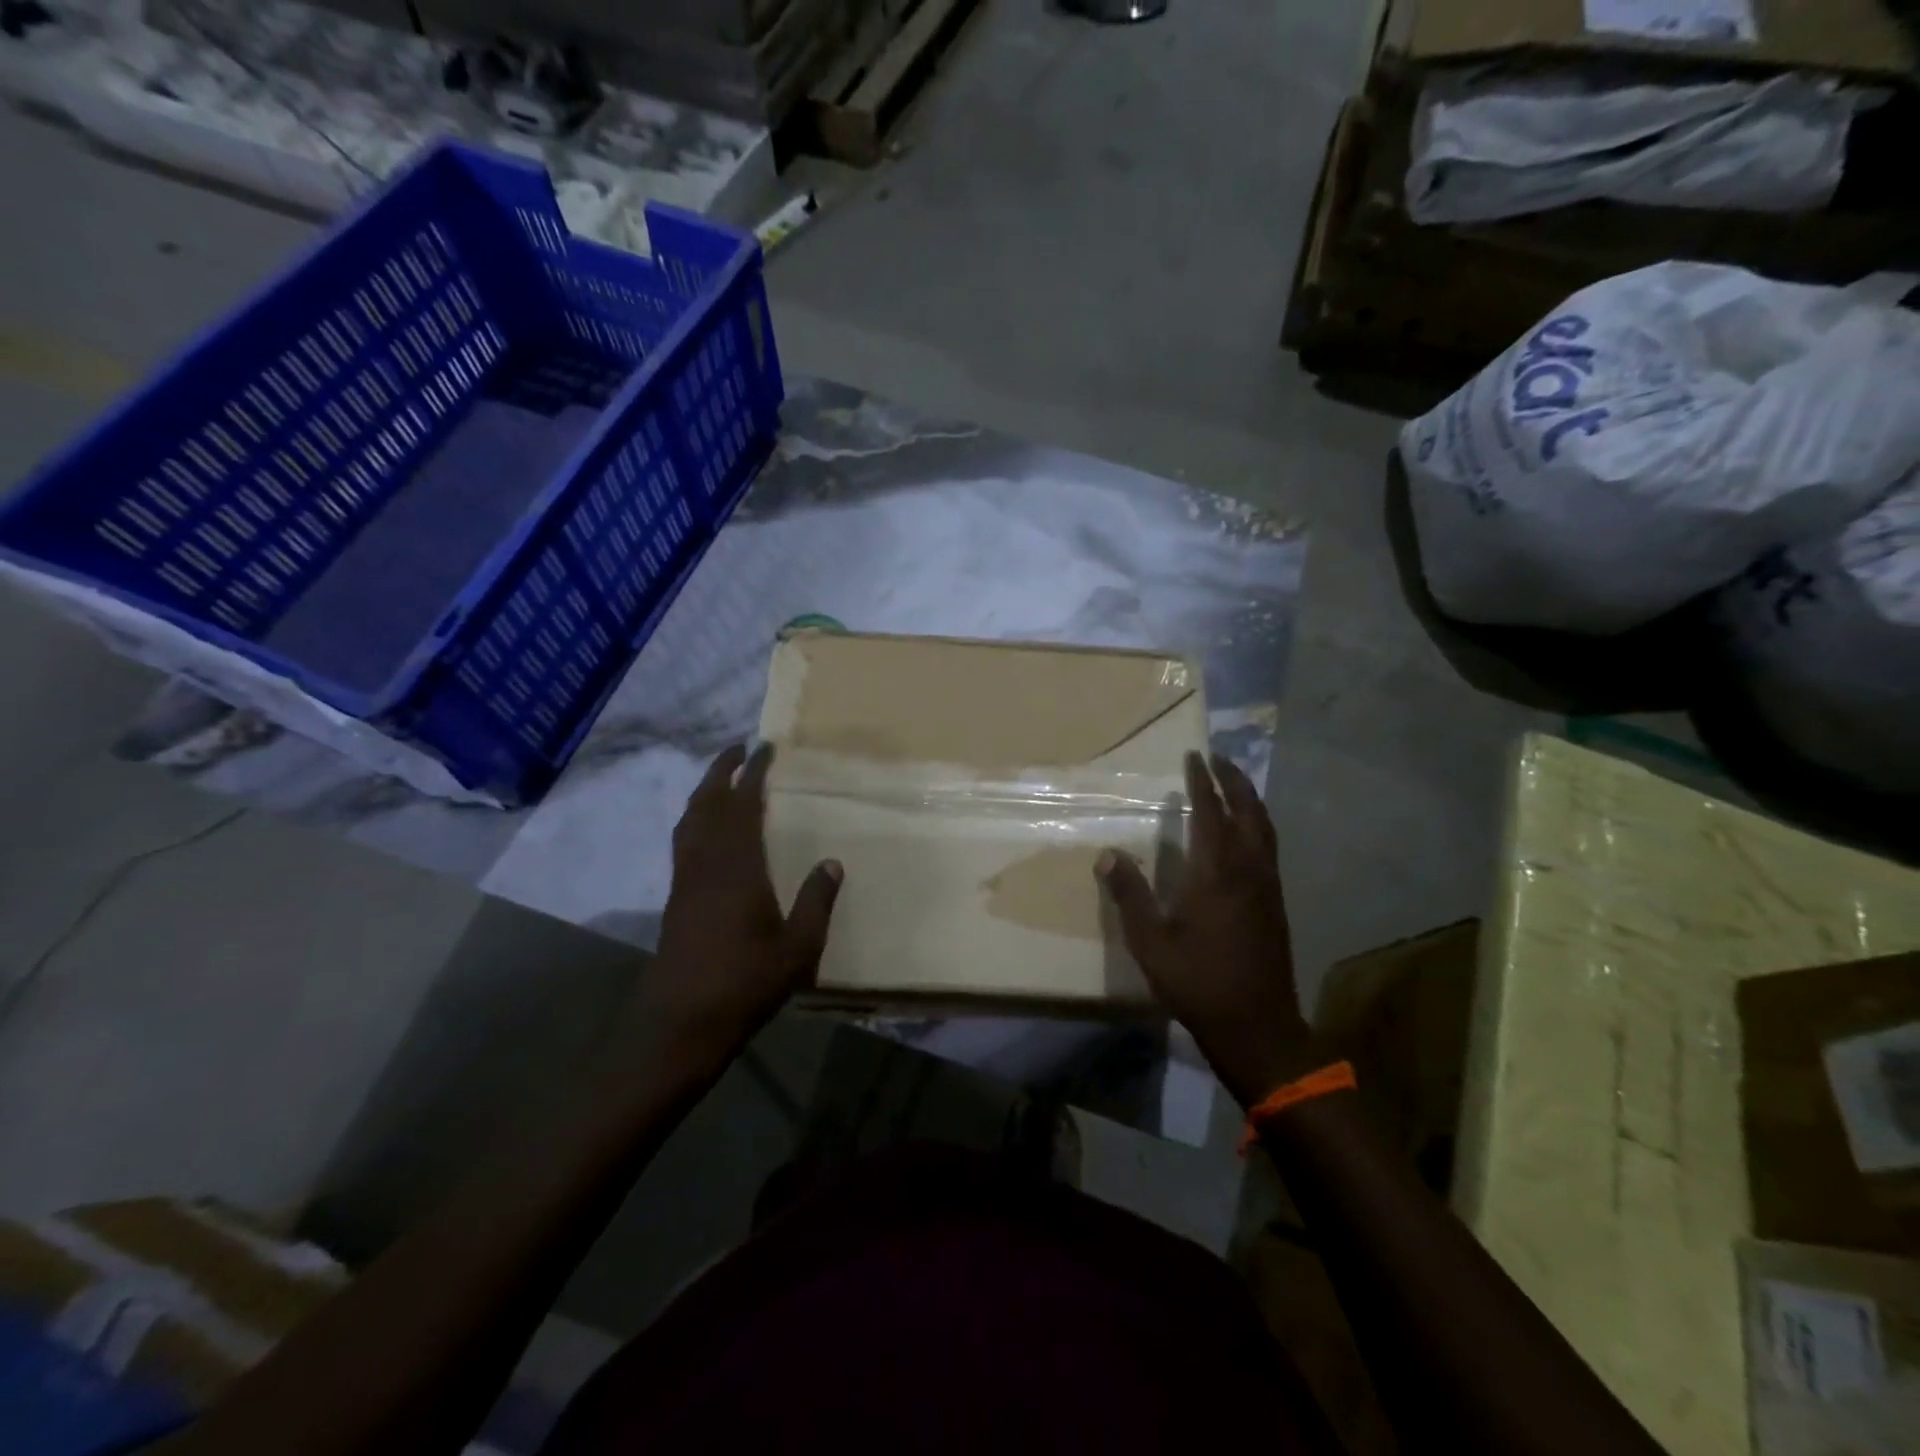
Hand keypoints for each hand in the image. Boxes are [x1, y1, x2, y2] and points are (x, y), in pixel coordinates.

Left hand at [638, 744, 842, 1070]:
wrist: (681, 1024)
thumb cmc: (745, 984)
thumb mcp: (798, 948)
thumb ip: (817, 902)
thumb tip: (832, 862)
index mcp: (736, 868)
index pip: (742, 805)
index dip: (752, 773)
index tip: (764, 747)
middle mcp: (705, 864)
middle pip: (706, 804)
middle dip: (719, 771)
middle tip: (737, 749)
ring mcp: (685, 882)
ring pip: (689, 822)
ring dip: (703, 793)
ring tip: (720, 780)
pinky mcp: (675, 900)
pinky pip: (684, 843)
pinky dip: (696, 821)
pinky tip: (707, 832)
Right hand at [1098, 751, 1316, 1107]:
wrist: (1257, 1025)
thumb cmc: (1198, 981)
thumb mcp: (1151, 941)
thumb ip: (1129, 895)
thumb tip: (1107, 854)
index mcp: (1216, 872)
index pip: (1210, 812)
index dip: (1201, 782)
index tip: (1194, 756)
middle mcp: (1248, 869)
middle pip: (1247, 811)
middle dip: (1233, 779)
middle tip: (1217, 757)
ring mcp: (1267, 886)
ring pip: (1264, 828)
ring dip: (1249, 799)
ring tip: (1234, 783)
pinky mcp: (1276, 902)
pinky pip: (1268, 846)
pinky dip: (1257, 823)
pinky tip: (1246, 833)